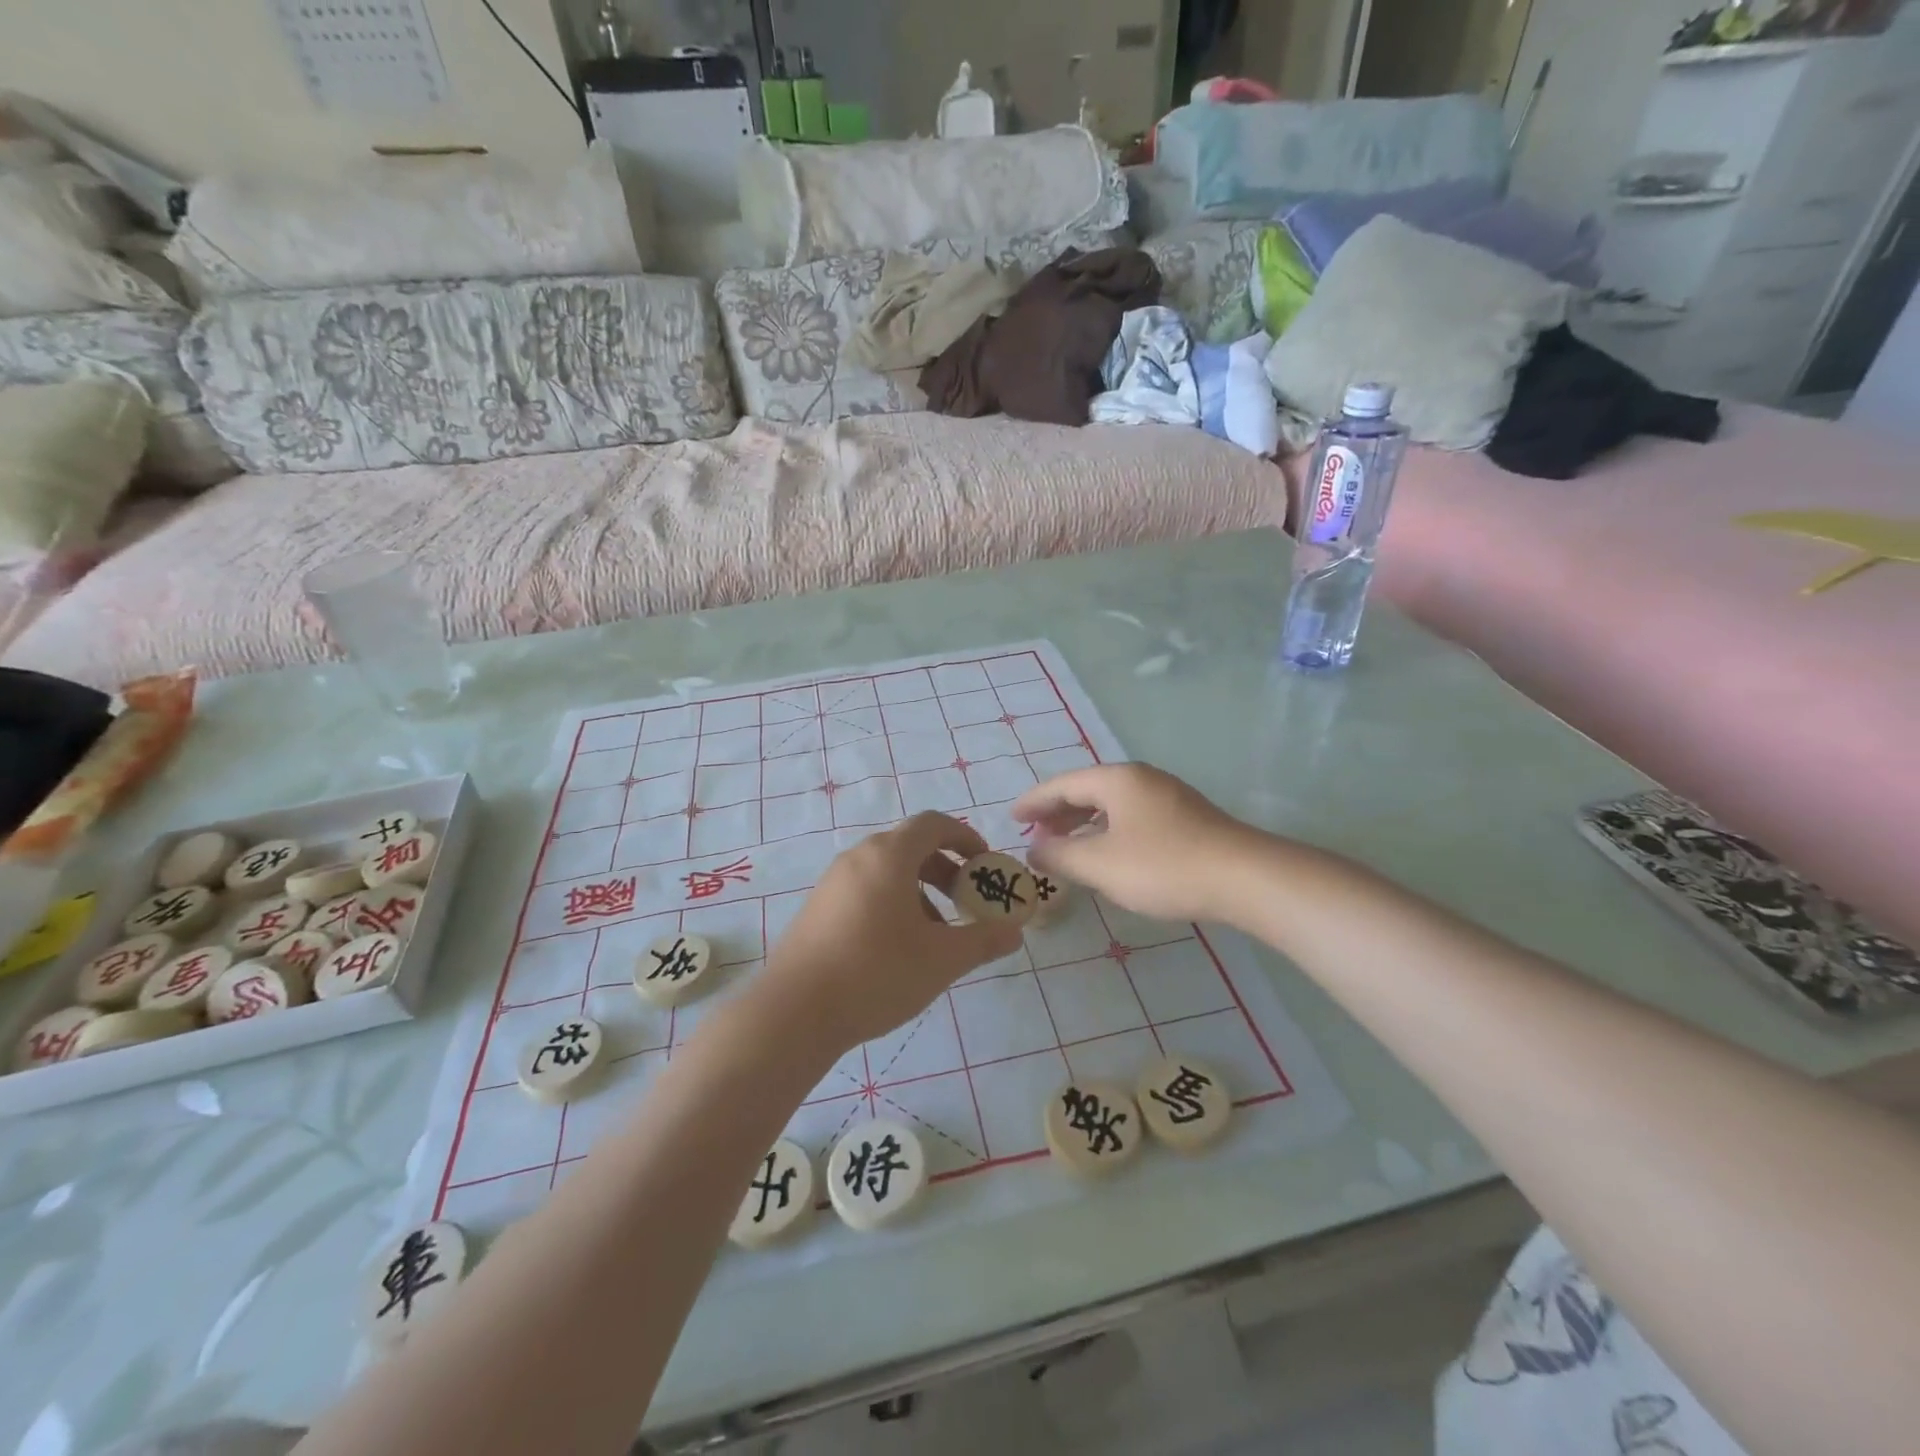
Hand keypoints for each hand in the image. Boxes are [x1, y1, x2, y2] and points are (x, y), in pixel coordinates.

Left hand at [762, 812, 1023, 1049]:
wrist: (794, 1013)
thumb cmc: (876, 973)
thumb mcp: (942, 959)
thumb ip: (983, 940)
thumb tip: (1014, 931)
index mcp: (889, 855)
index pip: (933, 824)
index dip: (965, 837)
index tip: (985, 864)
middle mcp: (858, 858)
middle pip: (910, 846)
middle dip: (945, 868)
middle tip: (966, 900)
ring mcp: (832, 883)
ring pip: (886, 871)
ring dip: (919, 890)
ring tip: (936, 932)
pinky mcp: (817, 909)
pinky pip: (865, 890)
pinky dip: (892, 903)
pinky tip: (898, 947)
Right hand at [1012, 764, 1257, 923]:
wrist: (1245, 878)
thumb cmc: (1163, 866)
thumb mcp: (1101, 865)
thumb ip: (1060, 856)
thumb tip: (1034, 849)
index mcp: (1116, 780)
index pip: (1062, 784)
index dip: (1033, 802)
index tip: (1011, 817)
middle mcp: (1140, 778)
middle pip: (1087, 789)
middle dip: (1057, 812)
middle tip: (1035, 834)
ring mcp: (1167, 796)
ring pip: (1111, 804)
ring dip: (1083, 823)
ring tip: (1065, 845)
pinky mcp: (1185, 818)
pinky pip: (1131, 816)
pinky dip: (1107, 830)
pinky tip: (1107, 853)